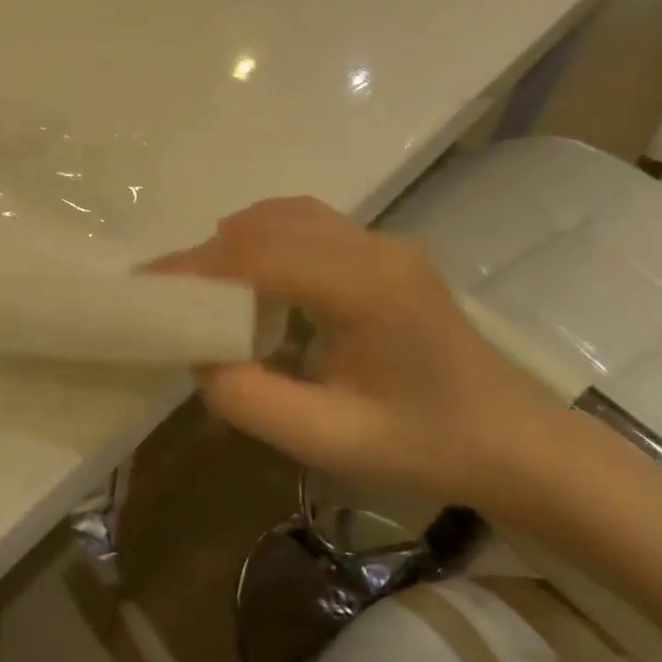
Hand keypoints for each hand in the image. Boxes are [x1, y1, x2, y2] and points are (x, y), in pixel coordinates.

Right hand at [151, 197, 550, 509]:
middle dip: (209, 254)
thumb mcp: (331, 441)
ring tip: (204, 284)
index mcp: (368, 289)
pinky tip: (254, 274)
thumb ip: (252, 400)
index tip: (147, 284)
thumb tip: (199, 356)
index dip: (198, 267)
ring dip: (237, 241)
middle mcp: (374, 249)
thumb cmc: (427, 446)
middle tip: (167, 289)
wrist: (514, 443)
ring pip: (288, 215)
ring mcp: (384, 243)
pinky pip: (309, 223)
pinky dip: (266, 238)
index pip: (262, 256)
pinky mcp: (384, 252)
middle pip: (270, 227)